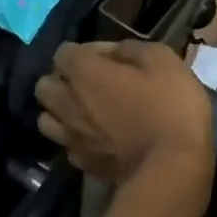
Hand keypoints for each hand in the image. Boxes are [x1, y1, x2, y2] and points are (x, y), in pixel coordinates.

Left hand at [34, 40, 214, 184]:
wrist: (172, 168)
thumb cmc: (171, 108)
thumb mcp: (163, 61)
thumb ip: (133, 49)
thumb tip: (116, 52)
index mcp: (85, 73)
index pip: (63, 53)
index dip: (87, 52)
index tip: (113, 59)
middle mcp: (68, 103)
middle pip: (44, 86)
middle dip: (62, 81)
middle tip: (91, 85)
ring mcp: (72, 137)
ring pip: (46, 119)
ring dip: (60, 112)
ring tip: (86, 114)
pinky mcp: (83, 164)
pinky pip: (67, 146)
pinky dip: (76, 140)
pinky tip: (97, 141)